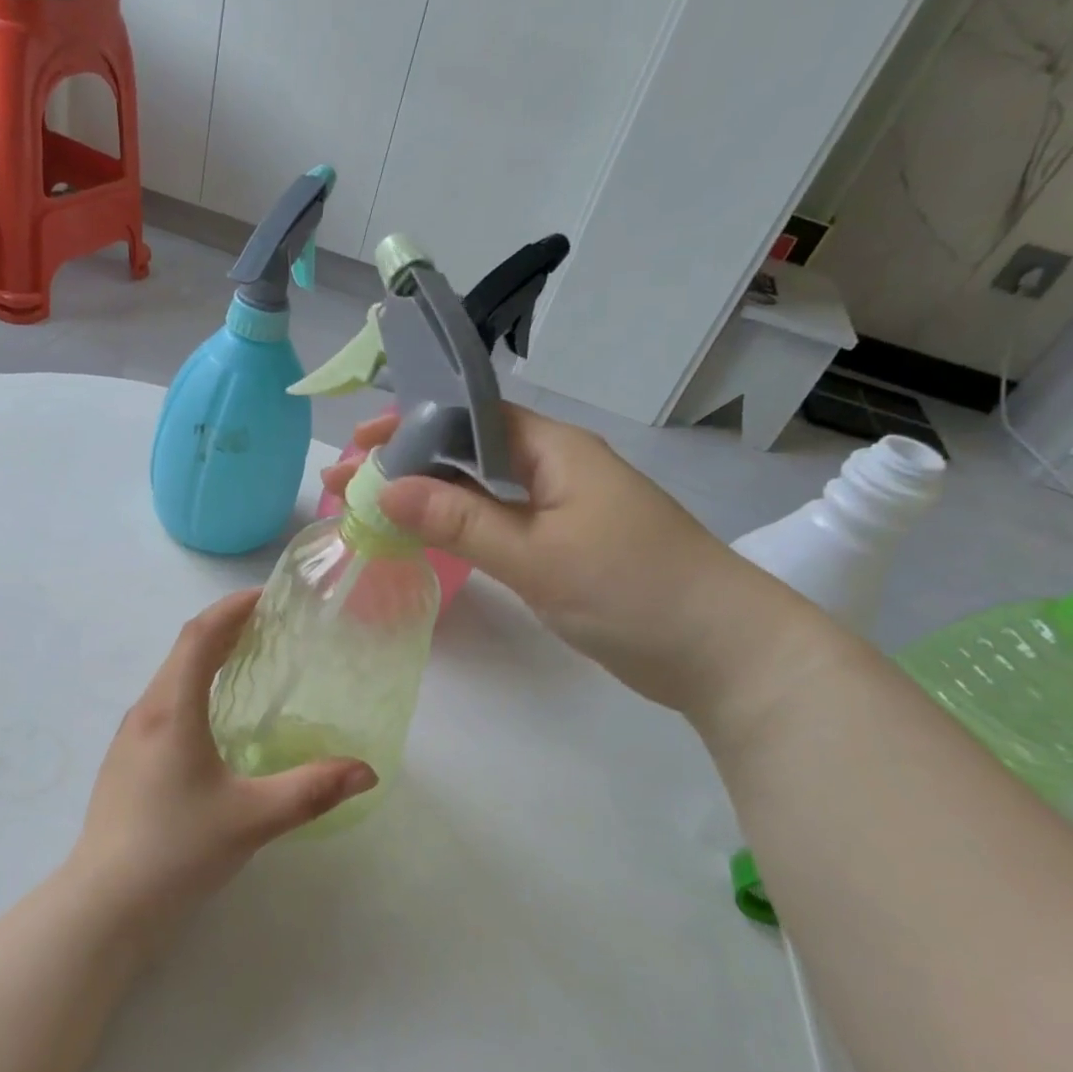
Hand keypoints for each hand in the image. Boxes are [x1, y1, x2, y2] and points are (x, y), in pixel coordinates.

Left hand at [69, 590, 376, 928]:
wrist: (105, 902)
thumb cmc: (177, 849)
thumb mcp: (252, 819)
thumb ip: (311, 791)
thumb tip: (366, 771)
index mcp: (172, 711)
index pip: (199, 636)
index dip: (231, 609)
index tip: (266, 596)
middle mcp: (146, 711)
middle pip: (184, 650)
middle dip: (225, 628)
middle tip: (269, 626)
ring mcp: (130, 736)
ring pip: (171, 676)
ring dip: (206, 657)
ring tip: (247, 661)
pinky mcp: (126, 759)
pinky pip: (163, 702)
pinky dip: (193, 686)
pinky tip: (215, 718)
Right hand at [323, 406, 823, 717]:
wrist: (724, 654)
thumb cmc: (634, 591)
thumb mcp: (537, 555)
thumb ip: (460, 519)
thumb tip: (386, 489)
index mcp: (555, 451)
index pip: (470, 417)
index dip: (412, 423)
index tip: (360, 442)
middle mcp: (556, 469)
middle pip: (467, 451)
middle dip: (406, 463)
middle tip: (348, 484)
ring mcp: (561, 509)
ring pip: (479, 490)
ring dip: (426, 496)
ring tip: (370, 509)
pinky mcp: (563, 546)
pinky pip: (496, 522)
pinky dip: (455, 526)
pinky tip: (423, 538)